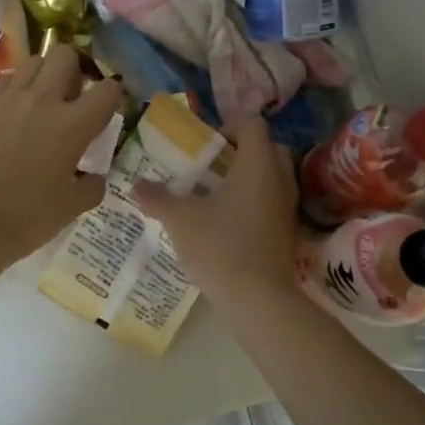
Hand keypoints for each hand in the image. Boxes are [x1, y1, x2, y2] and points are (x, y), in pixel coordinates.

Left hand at [0, 48, 122, 262]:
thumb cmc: (29, 217)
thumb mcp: (73, 205)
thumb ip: (92, 184)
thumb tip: (93, 175)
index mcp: (73, 124)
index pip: (107, 89)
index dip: (112, 96)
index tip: (106, 110)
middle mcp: (42, 100)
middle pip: (66, 55)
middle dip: (75, 70)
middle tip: (72, 96)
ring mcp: (7, 98)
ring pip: (33, 62)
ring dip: (44, 75)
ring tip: (41, 100)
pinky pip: (4, 80)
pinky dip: (14, 88)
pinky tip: (12, 111)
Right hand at [134, 114, 298, 306]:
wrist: (258, 300)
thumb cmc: (220, 247)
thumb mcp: (180, 220)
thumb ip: (157, 198)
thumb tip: (137, 185)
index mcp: (257, 165)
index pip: (253, 124)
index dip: (229, 125)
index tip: (206, 144)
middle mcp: (279, 179)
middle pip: (269, 148)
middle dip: (242, 151)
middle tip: (213, 165)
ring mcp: (287, 208)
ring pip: (273, 177)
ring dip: (249, 178)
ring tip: (215, 194)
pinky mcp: (286, 232)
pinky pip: (272, 203)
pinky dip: (254, 203)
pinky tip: (227, 222)